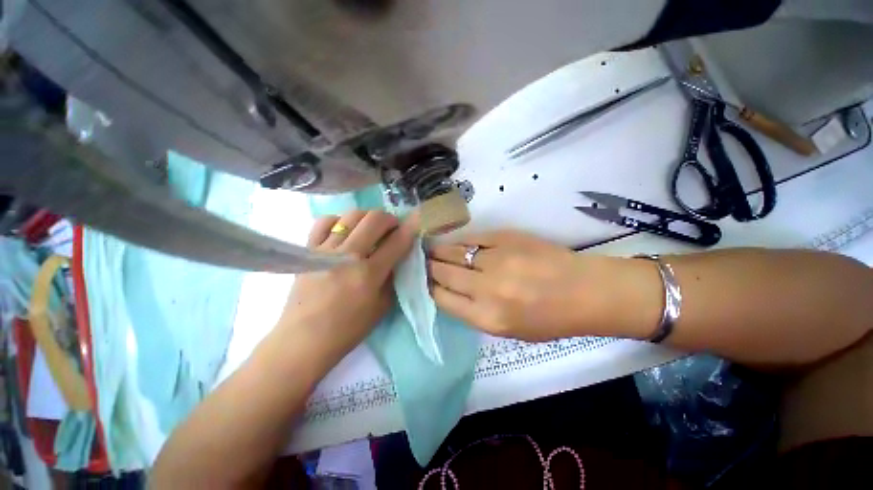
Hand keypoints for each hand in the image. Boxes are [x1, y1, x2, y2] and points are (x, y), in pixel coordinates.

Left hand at [276, 210, 416, 366]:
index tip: (415, 222)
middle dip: (390, 218)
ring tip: (371, 228)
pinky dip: (339, 220)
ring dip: (368, 217)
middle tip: (392, 228)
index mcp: (369, 273)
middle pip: (375, 219)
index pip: (397, 242)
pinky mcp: (309, 250)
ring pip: (352, 215)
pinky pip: (324, 222)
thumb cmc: (348, 328)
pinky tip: (344, 230)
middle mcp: (349, 256)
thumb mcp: (382, 307)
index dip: (410, 228)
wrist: (304, 339)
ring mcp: (326, 250)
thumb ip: (393, 278)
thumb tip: (398, 256)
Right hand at [428, 230, 651, 340]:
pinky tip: (455, 242)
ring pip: (453, 251)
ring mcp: (496, 259)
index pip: (441, 298)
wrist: (585, 291)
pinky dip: (460, 241)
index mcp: (487, 317)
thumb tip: (448, 290)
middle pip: (442, 272)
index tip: (425, 282)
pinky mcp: (506, 237)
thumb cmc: (549, 319)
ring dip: (438, 251)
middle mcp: (487, 288)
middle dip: (429, 267)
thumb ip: (473, 312)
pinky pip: (472, 237)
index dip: (429, 288)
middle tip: (424, 263)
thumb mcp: (506, 329)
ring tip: (431, 250)